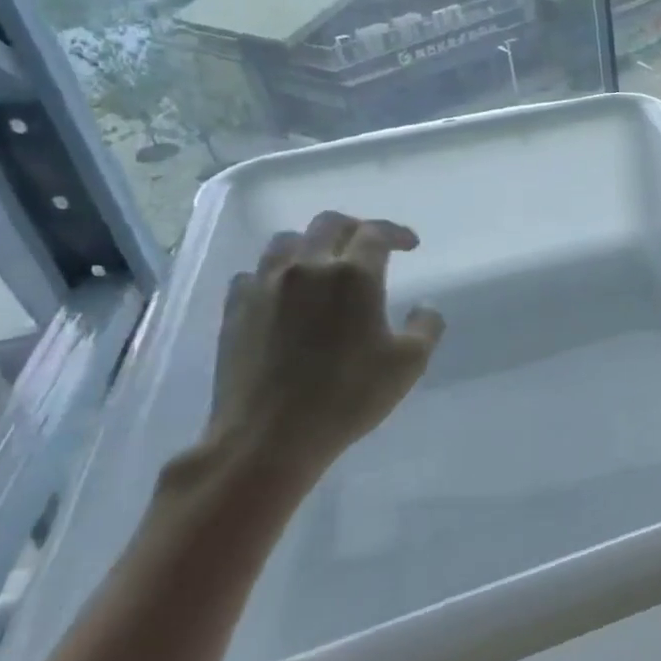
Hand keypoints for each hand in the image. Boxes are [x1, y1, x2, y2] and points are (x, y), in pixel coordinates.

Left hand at [199, 211, 444, 486]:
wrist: (269, 436)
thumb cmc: (350, 396)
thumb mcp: (410, 363)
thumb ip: (426, 326)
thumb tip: (423, 307)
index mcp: (354, 275)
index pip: (376, 233)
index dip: (397, 233)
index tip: (411, 244)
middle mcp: (307, 268)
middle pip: (328, 224)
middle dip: (355, 227)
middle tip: (370, 244)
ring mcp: (265, 287)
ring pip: (285, 241)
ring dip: (311, 244)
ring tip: (324, 262)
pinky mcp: (235, 310)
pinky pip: (254, 273)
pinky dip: (275, 272)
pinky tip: (284, 292)